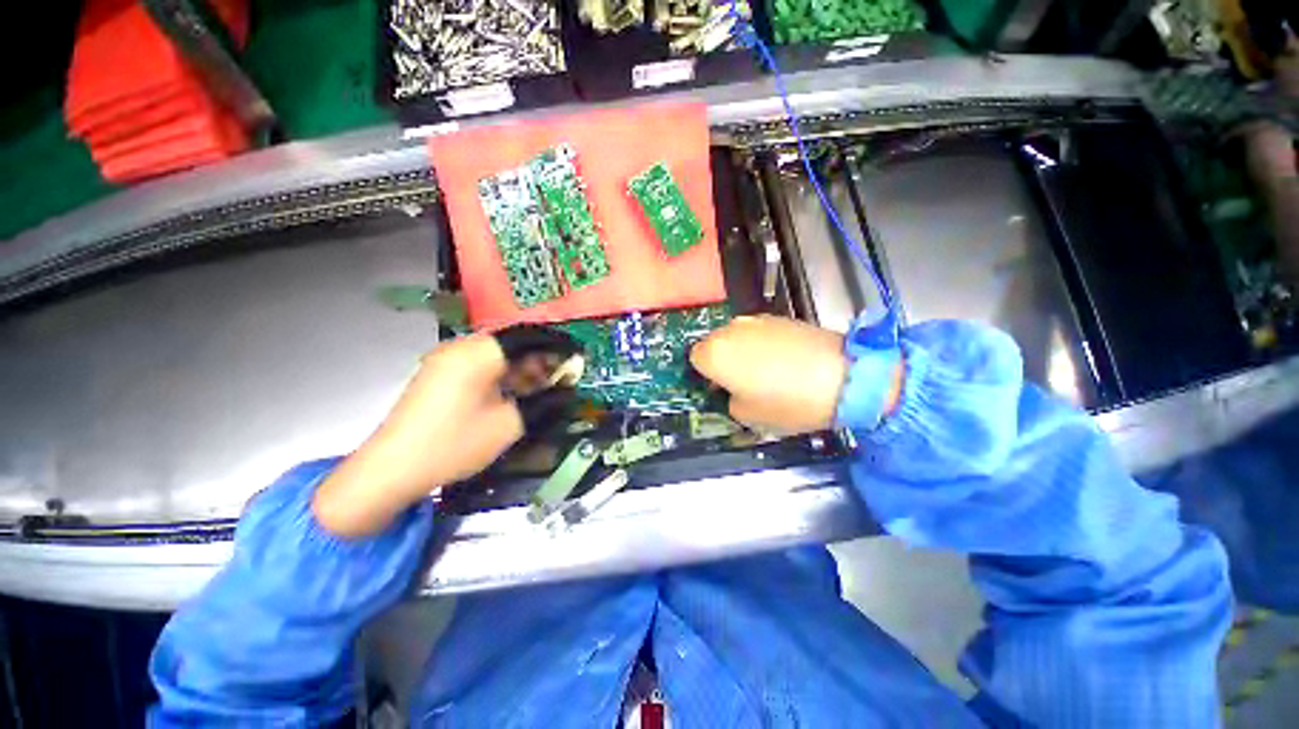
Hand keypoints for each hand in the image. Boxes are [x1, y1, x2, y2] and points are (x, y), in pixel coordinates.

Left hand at [313, 327, 577, 536]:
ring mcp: (446, 359)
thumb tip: (566, 389)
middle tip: (561, 376)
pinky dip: (502, 373)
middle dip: (540, 357)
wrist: (390, 470)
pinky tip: (513, 392)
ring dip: (522, 366)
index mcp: (479, 353)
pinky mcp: (438, 374)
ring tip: (542, 387)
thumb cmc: (454, 444)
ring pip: (496, 353)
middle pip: (512, 342)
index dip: (557, 344)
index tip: (577, 354)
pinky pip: (480, 364)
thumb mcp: (509, 424)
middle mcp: (461, 347)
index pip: (528, 336)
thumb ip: (543, 401)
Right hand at [690, 315, 902, 434]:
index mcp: (714, 353)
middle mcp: (729, 330)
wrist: (843, 377)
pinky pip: (758, 332)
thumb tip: (732, 389)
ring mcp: (755, 320)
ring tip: (767, 370)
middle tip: (742, 381)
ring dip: (742, 351)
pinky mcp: (779, 317)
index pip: (694, 359)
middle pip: (714, 344)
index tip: (721, 388)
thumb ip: (728, 400)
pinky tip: (784, 360)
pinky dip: (762, 344)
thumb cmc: (787, 402)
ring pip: (736, 337)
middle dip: (722, 360)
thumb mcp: (747, 416)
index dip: (705, 375)